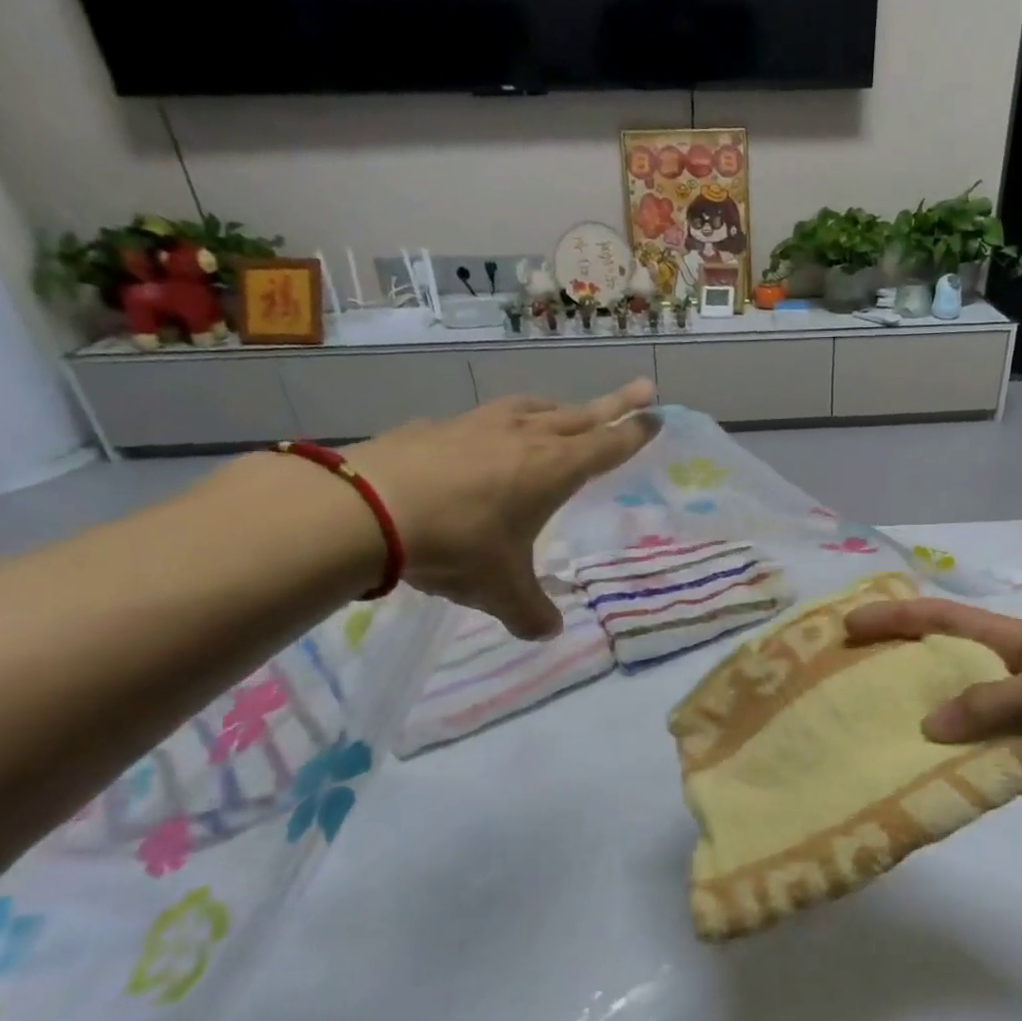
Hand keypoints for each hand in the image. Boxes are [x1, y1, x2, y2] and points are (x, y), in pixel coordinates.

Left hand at [345, 380, 657, 637]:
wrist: (365, 509)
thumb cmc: (456, 545)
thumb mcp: (501, 591)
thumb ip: (530, 612)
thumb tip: (547, 632)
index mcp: (553, 469)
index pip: (607, 445)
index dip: (634, 433)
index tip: (656, 415)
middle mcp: (522, 438)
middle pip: (580, 415)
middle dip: (614, 404)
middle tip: (642, 388)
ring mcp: (477, 426)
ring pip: (530, 408)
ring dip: (555, 408)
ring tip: (563, 411)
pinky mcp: (436, 427)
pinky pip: (481, 421)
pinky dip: (497, 426)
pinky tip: (483, 440)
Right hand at [844, 598, 1021, 828]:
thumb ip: (989, 702)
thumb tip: (928, 727)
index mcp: (1008, 642)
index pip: (941, 620)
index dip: (895, 618)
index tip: (850, 627)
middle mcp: (1000, 678)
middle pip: (936, 672)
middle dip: (893, 676)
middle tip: (842, 689)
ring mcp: (1007, 722)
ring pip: (950, 723)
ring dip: (915, 731)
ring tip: (864, 741)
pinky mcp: (1017, 763)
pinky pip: (972, 764)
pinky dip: (947, 772)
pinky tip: (911, 781)